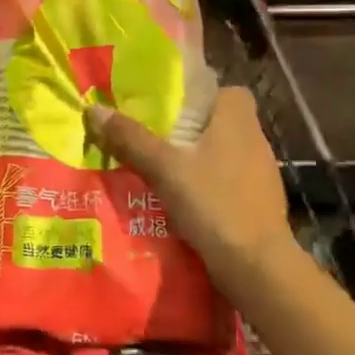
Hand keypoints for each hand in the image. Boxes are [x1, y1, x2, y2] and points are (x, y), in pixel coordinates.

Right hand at [84, 87, 296, 277]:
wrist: (256, 265)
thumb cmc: (213, 202)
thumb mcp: (164, 168)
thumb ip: (130, 138)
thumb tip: (94, 109)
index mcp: (237, 119)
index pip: (223, 89)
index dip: (198, 92)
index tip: (167, 104)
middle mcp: (254, 139)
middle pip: (218, 120)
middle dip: (188, 126)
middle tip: (151, 134)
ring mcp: (260, 172)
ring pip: (221, 151)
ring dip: (195, 156)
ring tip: (158, 166)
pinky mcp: (257, 201)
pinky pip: (226, 179)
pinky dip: (205, 183)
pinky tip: (180, 197)